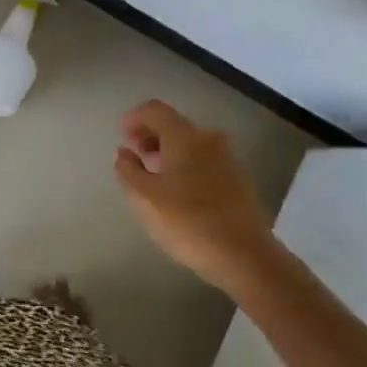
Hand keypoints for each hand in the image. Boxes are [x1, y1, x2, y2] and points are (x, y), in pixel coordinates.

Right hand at [115, 99, 275, 290]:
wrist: (245, 256)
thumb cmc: (188, 222)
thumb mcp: (144, 199)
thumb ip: (128, 170)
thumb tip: (124, 152)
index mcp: (185, 136)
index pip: (155, 110)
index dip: (134, 117)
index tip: (121, 134)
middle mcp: (208, 139)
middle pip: (174, 125)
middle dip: (150, 136)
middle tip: (133, 156)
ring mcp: (227, 158)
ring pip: (190, 144)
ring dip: (167, 152)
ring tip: (151, 176)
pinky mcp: (237, 179)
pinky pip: (203, 160)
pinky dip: (184, 165)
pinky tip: (177, 191)